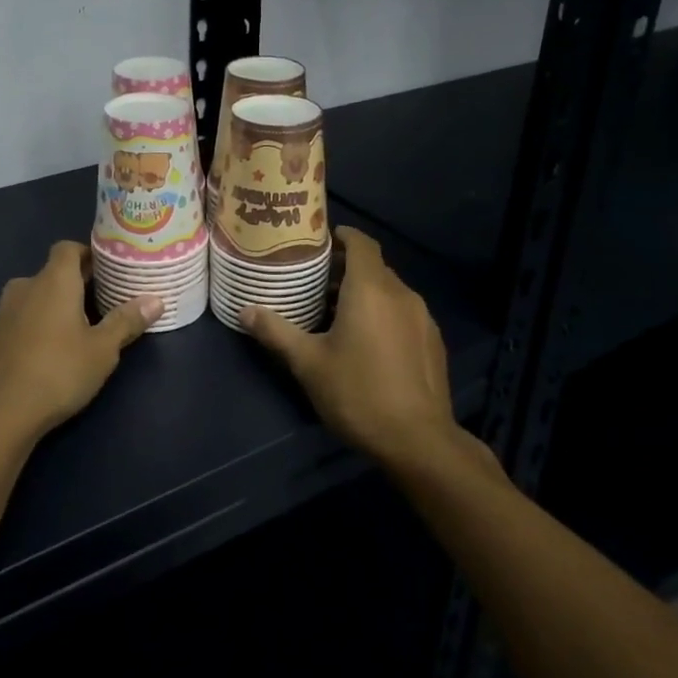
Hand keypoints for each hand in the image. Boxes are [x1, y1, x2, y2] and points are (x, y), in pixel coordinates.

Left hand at [0, 241, 161, 451]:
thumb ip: (127, 321)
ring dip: (53, 306)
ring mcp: (2, 311)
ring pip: (34, 297)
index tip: (108, 270)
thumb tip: (156, 300)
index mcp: (52, 280)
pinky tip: (47, 352)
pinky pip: (19, 318)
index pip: (68, 248)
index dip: (87, 254)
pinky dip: (35, 325)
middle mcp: (24, 286)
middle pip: (52, 273)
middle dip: (76, 284)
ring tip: (78, 329)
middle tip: (103, 302)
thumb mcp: (102, 350)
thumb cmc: (58, 372)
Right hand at [242, 227, 503, 484]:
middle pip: (374, 267)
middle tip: (313, 278)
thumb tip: (245, 310)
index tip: (319, 239)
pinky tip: (365, 340)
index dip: (342, 235)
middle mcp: (402, 294)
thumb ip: (276, 331)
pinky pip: (403, 313)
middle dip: (345, 267)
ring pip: (389, 291)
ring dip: (363, 292)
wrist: (419, 442)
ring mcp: (422, 319)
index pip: (361, 243)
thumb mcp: (308, 363)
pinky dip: (382, 312)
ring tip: (333, 310)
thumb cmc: (358, 393)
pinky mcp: (433, 342)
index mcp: (371, 290)